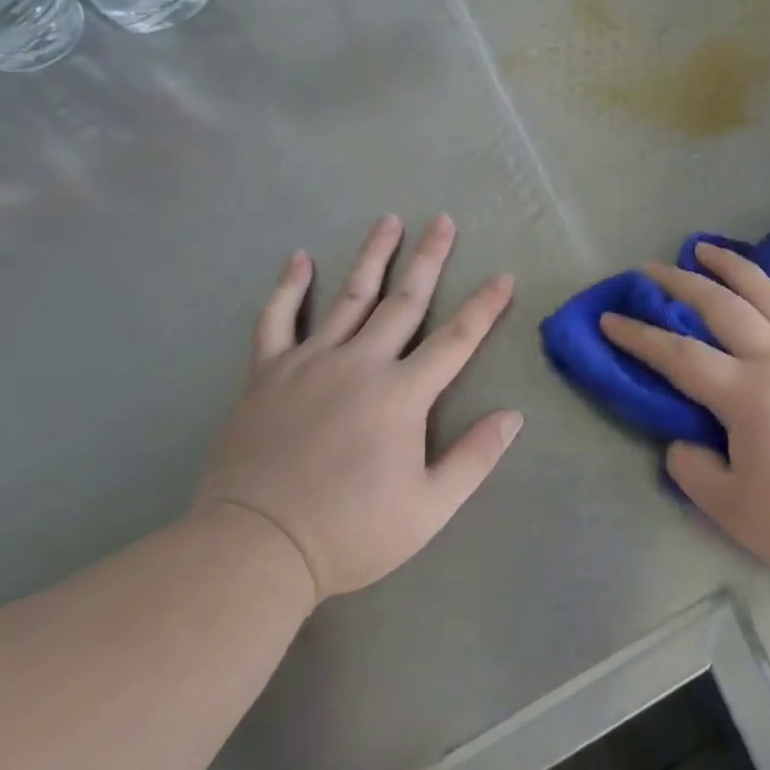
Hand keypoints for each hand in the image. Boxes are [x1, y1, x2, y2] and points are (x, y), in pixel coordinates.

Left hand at [196, 214, 522, 605]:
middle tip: (444, 220)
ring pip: (349, 297)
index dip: (485, 306)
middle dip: (429, 258)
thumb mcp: (429, 509)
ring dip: (373, 257)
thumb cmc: (351, 532)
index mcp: (402, 394)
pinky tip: (301, 258)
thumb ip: (474, 458)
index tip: (503, 276)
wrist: (255, 548)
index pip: (456, 339)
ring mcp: (310, 363)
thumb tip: (513, 415)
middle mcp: (361, 363)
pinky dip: (289, 287)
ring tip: (389, 221)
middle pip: (404, 301)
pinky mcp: (268, 373)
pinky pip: (277, 319)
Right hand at [601, 244, 769, 585]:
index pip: (678, 355)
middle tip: (651, 269)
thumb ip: (692, 470)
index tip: (610, 319)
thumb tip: (680, 441)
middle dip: (679, 283)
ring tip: (705, 248)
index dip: (638, 336)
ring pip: (768, 291)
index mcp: (744, 394)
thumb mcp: (732, 511)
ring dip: (732, 266)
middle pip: (719, 306)